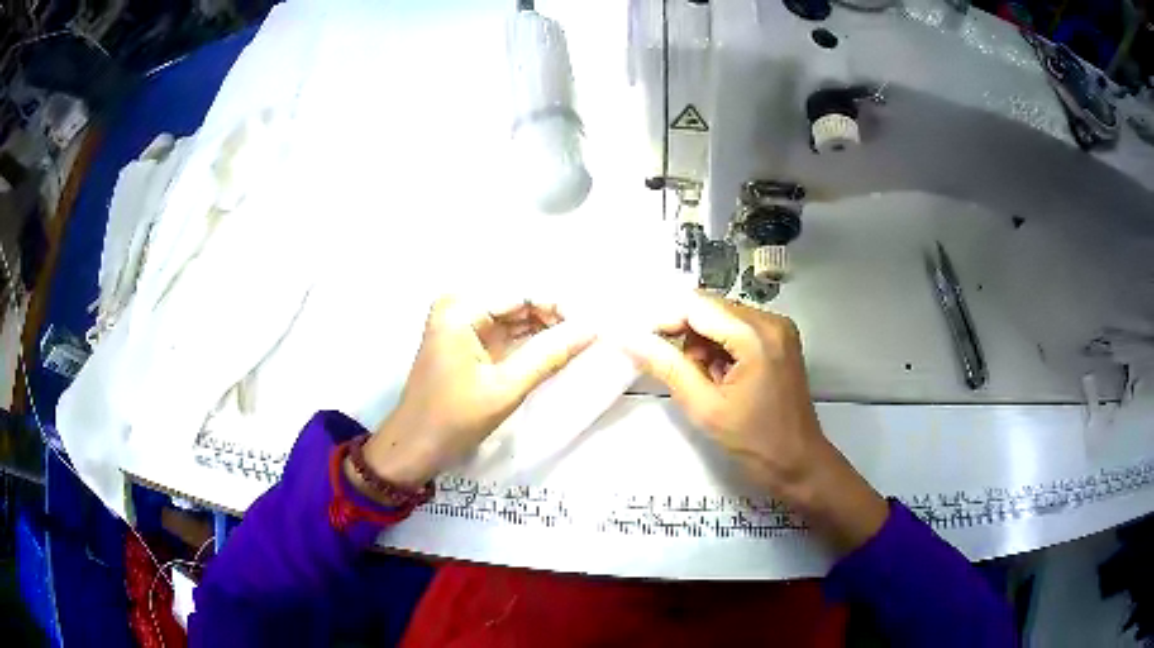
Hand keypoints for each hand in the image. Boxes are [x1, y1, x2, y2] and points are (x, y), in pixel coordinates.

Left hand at [359, 296, 594, 489]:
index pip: (523, 293)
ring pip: (516, 318)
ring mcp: (462, 325)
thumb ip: (549, 355)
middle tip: (593, 335)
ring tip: (583, 343)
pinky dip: (531, 343)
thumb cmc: (453, 419)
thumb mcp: (505, 388)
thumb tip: (592, 329)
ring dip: (547, 330)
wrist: (414, 448)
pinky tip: (558, 351)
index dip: (561, 306)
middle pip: (520, 302)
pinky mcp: (468, 344)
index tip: (595, 325)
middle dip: (556, 317)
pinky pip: (507, 334)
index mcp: (461, 309)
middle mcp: (460, 307)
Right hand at [625, 293, 887, 552]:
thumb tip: (628, 338)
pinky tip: (720, 378)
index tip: (636, 339)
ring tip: (703, 382)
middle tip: (675, 370)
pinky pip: (736, 329)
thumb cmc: (754, 442)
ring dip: (701, 344)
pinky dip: (719, 348)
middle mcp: (771, 320)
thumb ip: (667, 366)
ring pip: (720, 318)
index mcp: (756, 335)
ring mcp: (778, 328)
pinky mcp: (779, 339)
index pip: (697, 306)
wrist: (798, 463)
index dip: (662, 318)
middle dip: (684, 334)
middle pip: (710, 308)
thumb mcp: (704, 408)